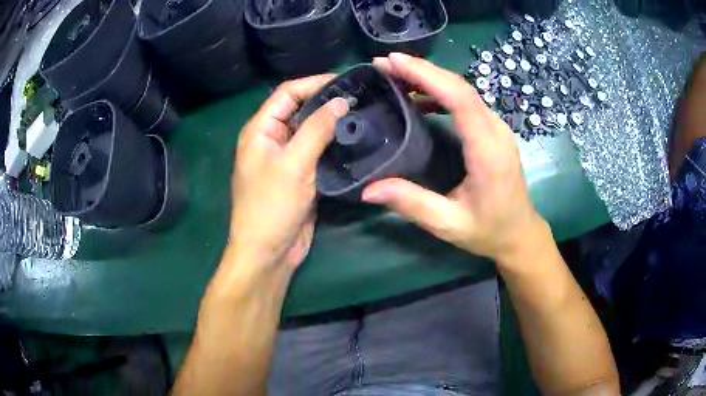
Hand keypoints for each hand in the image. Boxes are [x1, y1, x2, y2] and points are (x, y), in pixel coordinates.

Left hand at [228, 75, 349, 271]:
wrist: (269, 251)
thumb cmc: (272, 205)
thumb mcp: (294, 163)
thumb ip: (317, 129)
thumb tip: (340, 101)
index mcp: (261, 130)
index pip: (287, 93)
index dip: (314, 83)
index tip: (346, 80)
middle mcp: (271, 139)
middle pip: (300, 109)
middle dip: (326, 101)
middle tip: (360, 97)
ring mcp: (286, 158)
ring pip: (311, 131)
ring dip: (332, 123)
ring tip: (362, 114)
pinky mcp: (300, 175)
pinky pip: (317, 152)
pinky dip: (333, 144)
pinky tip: (355, 139)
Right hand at [365, 53, 544, 264]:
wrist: (520, 233)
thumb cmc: (488, 231)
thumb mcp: (448, 224)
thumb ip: (412, 204)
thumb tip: (367, 190)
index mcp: (487, 151)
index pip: (459, 99)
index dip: (427, 75)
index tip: (393, 62)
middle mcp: (496, 132)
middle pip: (461, 87)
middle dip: (422, 69)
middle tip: (385, 63)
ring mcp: (498, 129)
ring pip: (464, 90)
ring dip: (431, 77)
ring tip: (396, 74)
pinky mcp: (494, 131)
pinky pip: (467, 102)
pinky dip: (441, 91)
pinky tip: (420, 96)